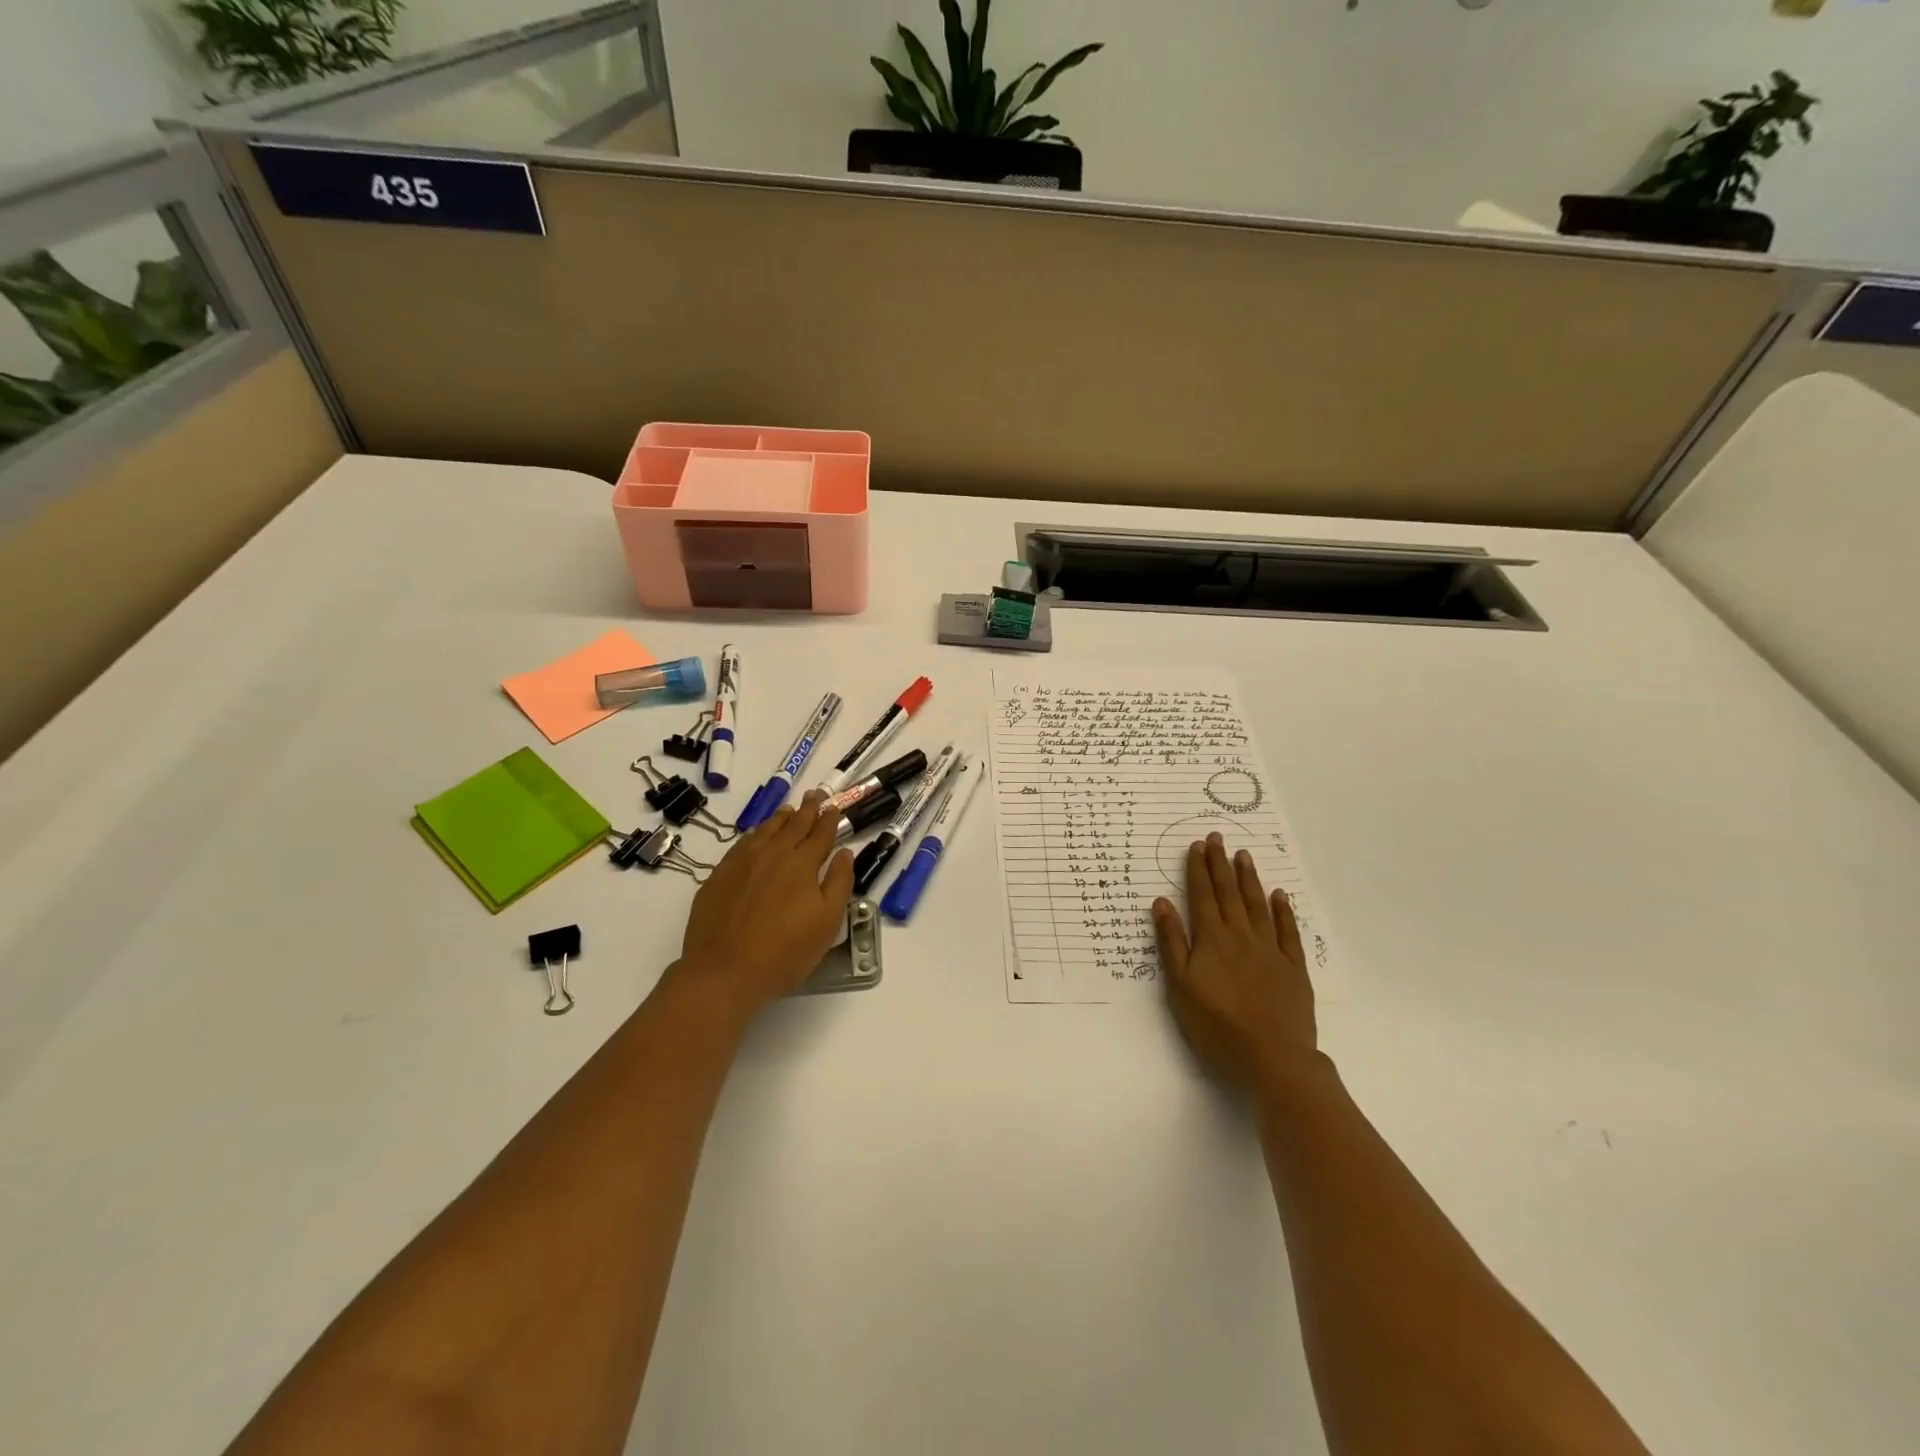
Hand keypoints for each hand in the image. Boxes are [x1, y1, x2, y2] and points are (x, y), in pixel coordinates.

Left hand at [671, 790, 855, 1018]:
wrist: (723, 972)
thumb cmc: (784, 952)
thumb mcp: (827, 922)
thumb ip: (839, 883)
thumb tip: (844, 852)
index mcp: (801, 864)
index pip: (820, 834)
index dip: (829, 819)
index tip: (834, 807)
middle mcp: (772, 854)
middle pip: (793, 825)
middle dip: (807, 809)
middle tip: (815, 795)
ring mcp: (741, 863)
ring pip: (765, 831)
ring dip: (780, 818)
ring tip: (788, 810)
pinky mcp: (718, 876)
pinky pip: (742, 844)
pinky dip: (755, 834)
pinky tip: (756, 836)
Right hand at [1152, 833, 1316, 1092]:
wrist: (1273, 1058)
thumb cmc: (1216, 1025)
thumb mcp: (1180, 986)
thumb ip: (1172, 942)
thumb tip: (1162, 902)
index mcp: (1211, 939)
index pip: (1201, 896)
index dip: (1198, 869)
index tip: (1197, 845)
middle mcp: (1240, 936)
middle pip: (1229, 893)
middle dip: (1221, 864)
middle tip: (1218, 837)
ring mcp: (1270, 950)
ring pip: (1257, 905)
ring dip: (1249, 879)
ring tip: (1244, 856)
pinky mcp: (1293, 968)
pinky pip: (1287, 931)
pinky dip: (1282, 911)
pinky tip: (1279, 895)